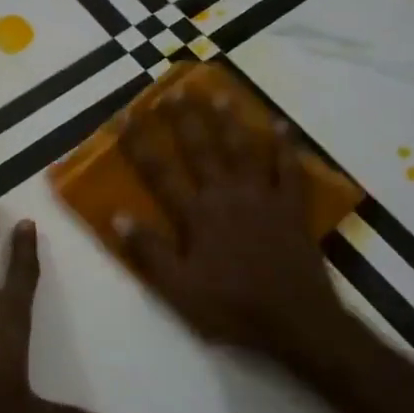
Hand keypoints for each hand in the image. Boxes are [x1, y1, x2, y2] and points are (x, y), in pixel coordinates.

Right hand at [117, 95, 373, 382]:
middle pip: (201, 149)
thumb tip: (117, 216)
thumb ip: (149, 251)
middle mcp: (226, 195)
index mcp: (196, 215)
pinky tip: (281, 126)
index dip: (139, 142)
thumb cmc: (232, 307)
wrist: (297, 322)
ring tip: (219, 94)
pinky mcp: (290, 208)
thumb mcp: (178, 290)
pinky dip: (285, 147)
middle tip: (174, 90)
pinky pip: (288, 170)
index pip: (159, 171)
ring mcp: (261, 198)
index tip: (126, 115)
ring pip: (242, 150)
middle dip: (184, 119)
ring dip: (229, 121)